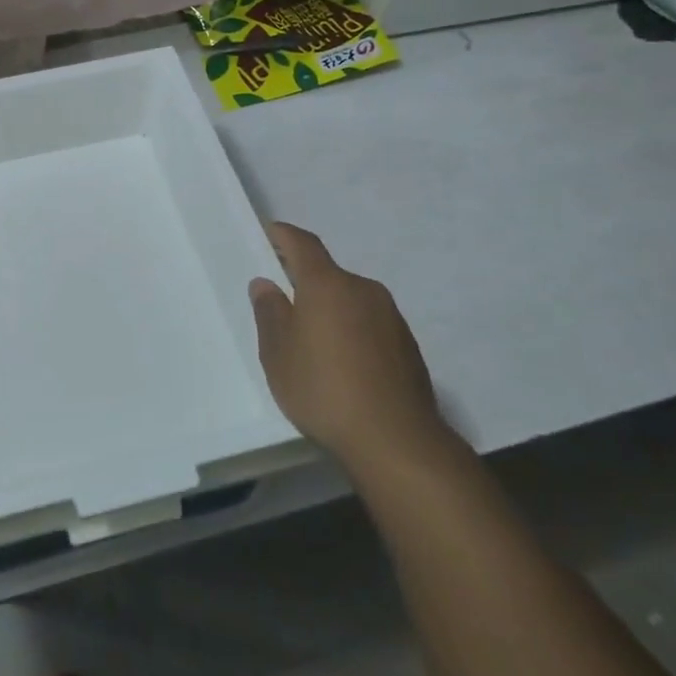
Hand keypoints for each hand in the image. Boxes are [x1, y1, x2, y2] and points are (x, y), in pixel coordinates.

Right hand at [249, 222, 450, 474]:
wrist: (397, 441)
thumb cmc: (323, 389)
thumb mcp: (278, 354)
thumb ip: (269, 313)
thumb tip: (266, 284)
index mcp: (327, 284)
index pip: (303, 244)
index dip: (284, 236)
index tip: (270, 235)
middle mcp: (363, 290)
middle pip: (329, 274)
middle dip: (306, 282)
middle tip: (284, 305)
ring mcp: (391, 317)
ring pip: (351, 300)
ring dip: (332, 310)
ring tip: (314, 343)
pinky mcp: (408, 346)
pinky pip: (371, 325)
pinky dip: (353, 332)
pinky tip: (345, 365)